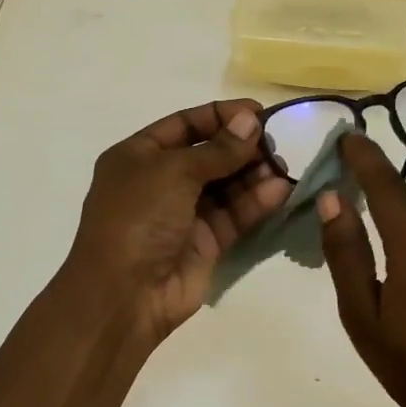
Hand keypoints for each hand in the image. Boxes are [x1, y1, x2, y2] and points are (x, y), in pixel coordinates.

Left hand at [61, 99, 289, 344]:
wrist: (124, 295)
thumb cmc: (138, 218)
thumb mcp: (174, 172)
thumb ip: (217, 149)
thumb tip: (250, 121)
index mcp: (139, 156)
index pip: (184, 124)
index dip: (220, 116)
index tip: (257, 112)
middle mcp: (161, 182)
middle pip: (209, 155)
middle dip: (241, 147)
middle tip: (275, 143)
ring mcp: (184, 214)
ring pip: (226, 185)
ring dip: (253, 174)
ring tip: (281, 167)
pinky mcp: (205, 243)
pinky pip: (234, 215)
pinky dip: (256, 202)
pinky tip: (279, 191)